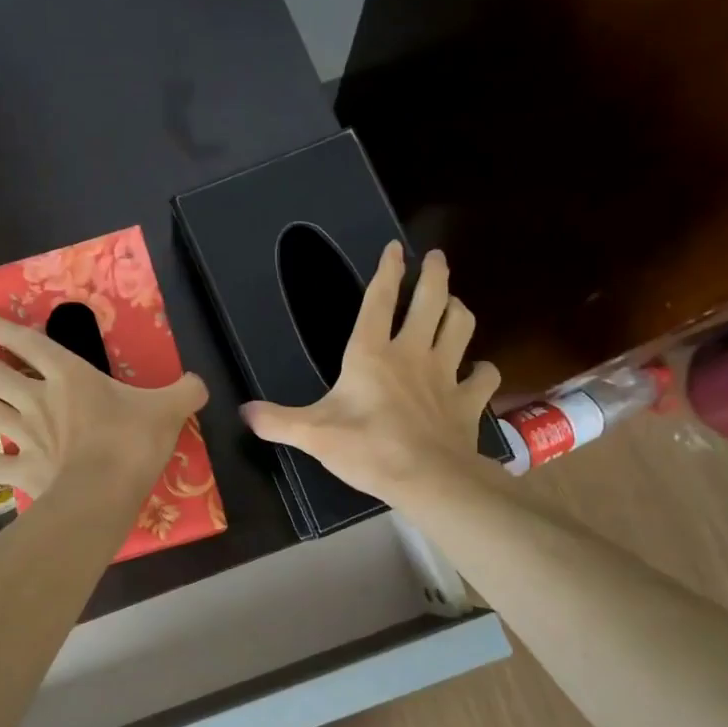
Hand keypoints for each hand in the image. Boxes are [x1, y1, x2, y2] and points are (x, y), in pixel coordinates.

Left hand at [0, 315, 208, 499]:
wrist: (103, 493)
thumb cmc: (132, 441)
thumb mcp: (169, 410)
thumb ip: (185, 392)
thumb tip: (200, 384)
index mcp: (69, 376)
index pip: (28, 343)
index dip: (4, 329)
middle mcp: (37, 400)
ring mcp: (25, 436)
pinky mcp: (23, 472)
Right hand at [241, 243, 498, 507]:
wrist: (427, 478)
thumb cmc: (367, 449)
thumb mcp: (312, 434)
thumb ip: (277, 421)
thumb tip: (243, 412)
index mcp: (371, 354)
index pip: (379, 301)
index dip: (387, 271)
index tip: (396, 247)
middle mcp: (412, 354)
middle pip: (431, 301)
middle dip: (434, 275)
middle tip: (437, 258)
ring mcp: (445, 375)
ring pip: (461, 328)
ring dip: (458, 311)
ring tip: (454, 304)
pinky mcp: (467, 401)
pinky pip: (484, 377)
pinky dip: (483, 370)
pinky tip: (478, 371)